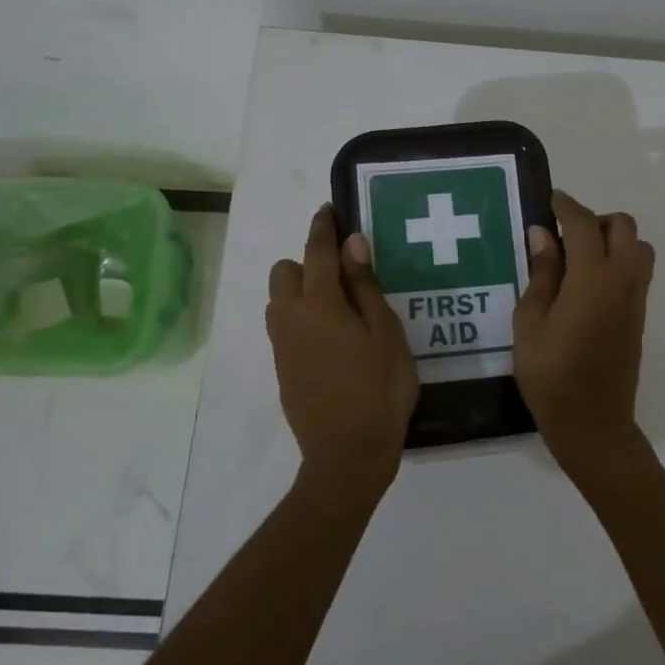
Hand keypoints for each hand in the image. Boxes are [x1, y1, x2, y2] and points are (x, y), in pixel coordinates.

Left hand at [266, 205, 418, 500]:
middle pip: (284, 272)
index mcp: (319, 303)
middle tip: (345, 279)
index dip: (323, 227)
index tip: (328, 209)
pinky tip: (331, 340)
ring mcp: (282, 346)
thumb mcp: (385, 332)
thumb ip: (365, 286)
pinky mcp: (282, 370)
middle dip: (307, 263)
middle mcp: (290, 318)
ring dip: (300, 292)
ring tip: (338, 309)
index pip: (316, 252)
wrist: (347, 455)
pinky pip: (283, 328)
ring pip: (279, 301)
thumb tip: (352, 244)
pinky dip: (300, 319)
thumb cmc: (379, 389)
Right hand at [513, 190, 656, 482]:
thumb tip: (542, 233)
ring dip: (612, 239)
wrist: (592, 422)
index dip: (565, 206)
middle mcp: (622, 279)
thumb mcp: (530, 322)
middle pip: (622, 226)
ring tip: (577, 259)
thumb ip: (541, 273)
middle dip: (594, 219)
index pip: (583, 224)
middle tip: (562, 236)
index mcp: (592, 278)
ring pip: (637, 246)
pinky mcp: (639, 315)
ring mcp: (635, 298)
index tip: (549, 200)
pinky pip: (637, 270)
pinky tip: (587, 284)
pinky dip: (618, 260)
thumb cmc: (550, 374)